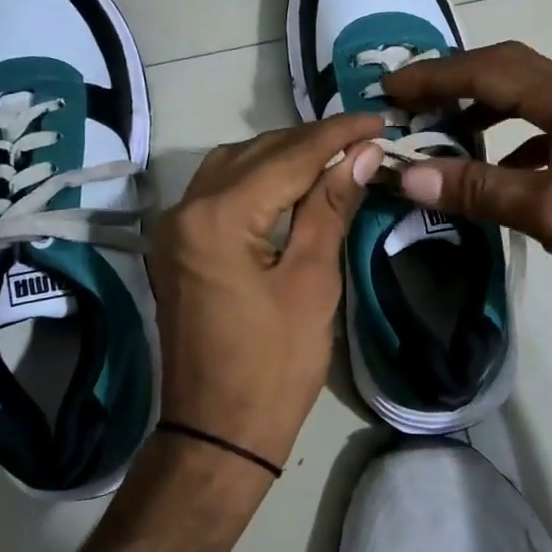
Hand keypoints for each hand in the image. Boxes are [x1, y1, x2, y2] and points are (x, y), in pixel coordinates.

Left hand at [148, 115, 384, 470]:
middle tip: (364, 139)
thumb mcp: (312, 282)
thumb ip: (330, 208)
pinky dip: (258, 179)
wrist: (218, 432)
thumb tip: (362, 154)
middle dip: (312, 142)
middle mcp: (186, 208)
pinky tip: (292, 184)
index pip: (288, 157)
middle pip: (257, 153)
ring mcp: (174, 227)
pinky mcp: (177, 246)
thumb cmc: (274, 365)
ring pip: (234, 166)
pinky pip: (220, 191)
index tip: (377, 120)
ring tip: (334, 157)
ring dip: (283, 156)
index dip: (337, 135)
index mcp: (218, 217)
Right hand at [383, 41, 551, 339]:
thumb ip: (480, 189)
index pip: (489, 72)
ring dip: (481, 109)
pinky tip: (494, 174)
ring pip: (526, 103)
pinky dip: (508, 145)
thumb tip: (408, 174)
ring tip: (442, 131)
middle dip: (455, 80)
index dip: (435, 77)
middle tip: (410, 101)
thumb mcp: (551, 211)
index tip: (389, 90)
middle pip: (508, 72)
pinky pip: (542, 136)